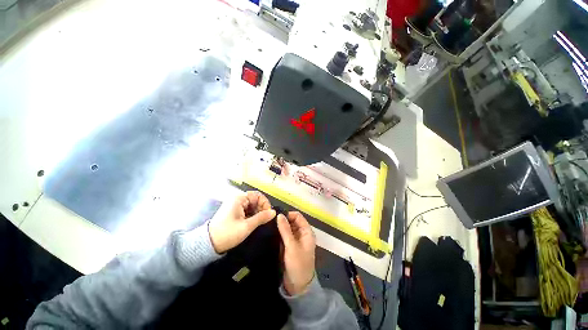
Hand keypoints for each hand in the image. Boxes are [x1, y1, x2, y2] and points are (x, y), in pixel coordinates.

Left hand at [209, 191, 275, 253]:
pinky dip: (252, 215)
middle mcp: (237, 199)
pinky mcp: (234, 212)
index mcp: (239, 199)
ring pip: (252, 205)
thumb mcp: (246, 226)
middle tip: (264, 220)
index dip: (265, 203)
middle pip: (255, 200)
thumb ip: (261, 218)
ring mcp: (235, 205)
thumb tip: (273, 212)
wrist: (208, 244)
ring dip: (257, 213)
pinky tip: (253, 223)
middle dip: (261, 209)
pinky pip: (247, 210)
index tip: (268, 214)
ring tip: (259, 222)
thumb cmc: (227, 233)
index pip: (258, 195)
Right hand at [277, 211, 315, 295]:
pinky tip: (270, 232)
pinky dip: (279, 233)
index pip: (298, 217)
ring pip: (287, 228)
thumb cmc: (298, 264)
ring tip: (268, 224)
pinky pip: (284, 236)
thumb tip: (279, 215)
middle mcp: (301, 234)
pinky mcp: (289, 246)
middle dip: (283, 220)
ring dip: (280, 226)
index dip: (288, 214)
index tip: (276, 215)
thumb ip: (285, 229)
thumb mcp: (292, 246)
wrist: (298, 286)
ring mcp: (295, 240)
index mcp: (306, 232)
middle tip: (270, 220)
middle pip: (292, 221)